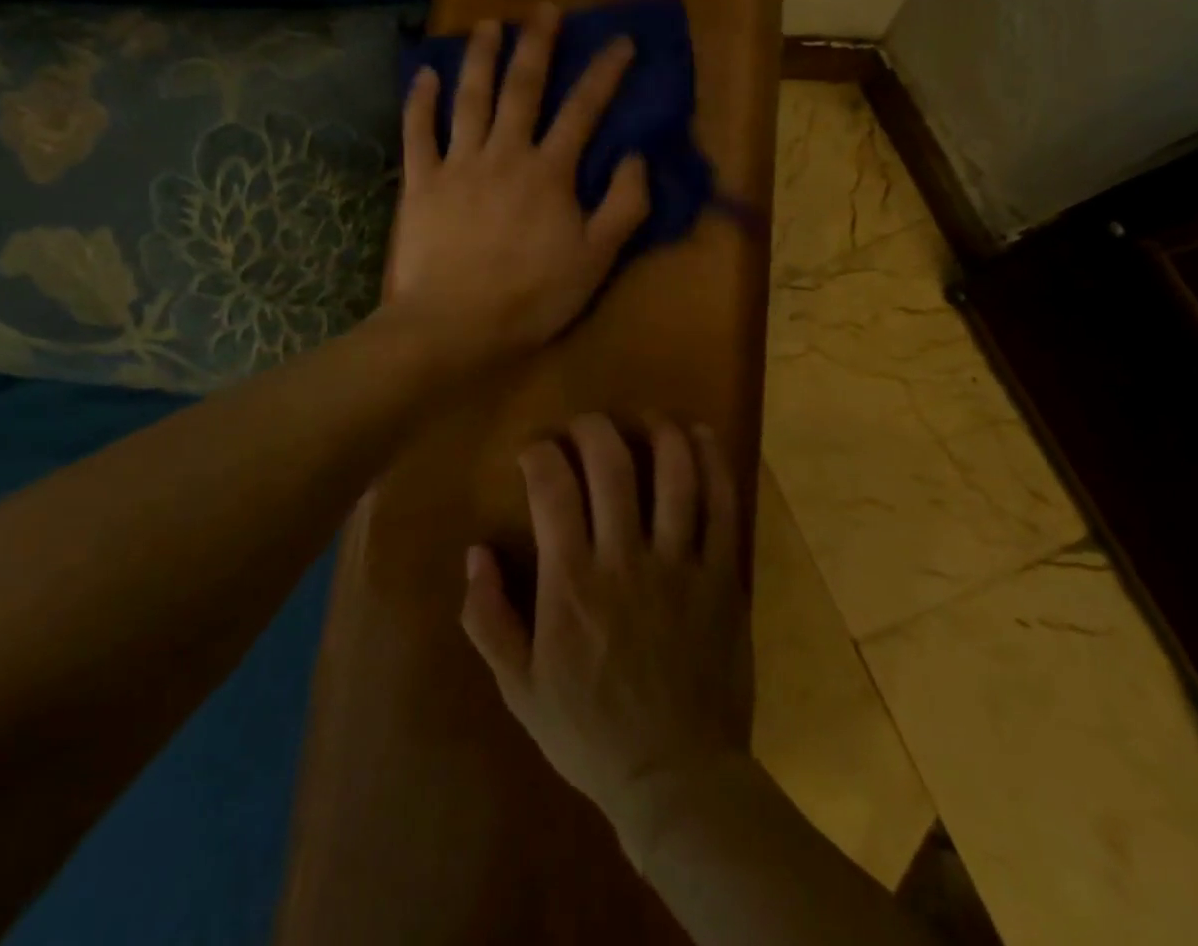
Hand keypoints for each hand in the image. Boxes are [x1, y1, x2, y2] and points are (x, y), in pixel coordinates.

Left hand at [386, 3, 649, 368]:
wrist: (453, 326)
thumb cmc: (530, 298)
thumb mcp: (595, 260)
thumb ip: (623, 206)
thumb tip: (635, 156)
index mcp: (549, 172)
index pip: (583, 110)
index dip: (605, 73)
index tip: (621, 41)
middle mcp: (504, 154)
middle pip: (522, 89)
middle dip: (537, 45)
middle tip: (544, 9)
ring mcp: (457, 165)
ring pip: (470, 98)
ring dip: (480, 58)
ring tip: (488, 24)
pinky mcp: (420, 183)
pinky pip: (417, 132)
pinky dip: (419, 100)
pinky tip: (424, 73)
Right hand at [461, 415, 753, 865]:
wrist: (677, 779)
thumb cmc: (590, 733)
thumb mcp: (518, 688)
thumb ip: (487, 617)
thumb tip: (474, 552)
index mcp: (572, 583)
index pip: (552, 488)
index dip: (540, 454)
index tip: (535, 451)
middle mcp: (626, 559)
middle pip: (612, 465)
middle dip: (593, 428)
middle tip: (584, 425)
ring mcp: (681, 565)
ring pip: (674, 474)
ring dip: (658, 432)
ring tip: (645, 417)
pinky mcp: (722, 576)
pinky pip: (722, 506)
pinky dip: (712, 462)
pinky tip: (699, 436)